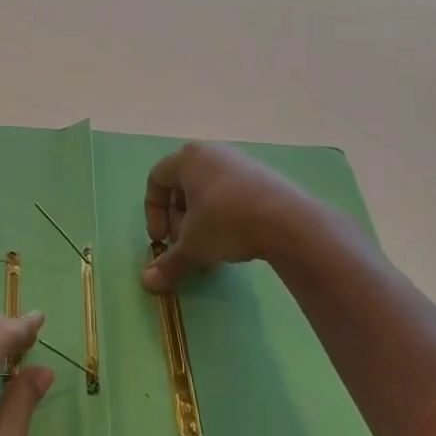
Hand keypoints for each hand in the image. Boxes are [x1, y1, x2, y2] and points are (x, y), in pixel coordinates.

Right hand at [142, 143, 321, 291]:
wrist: (287, 221)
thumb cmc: (226, 222)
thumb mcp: (193, 246)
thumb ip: (169, 263)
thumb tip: (148, 283)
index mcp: (187, 158)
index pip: (156, 179)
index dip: (153, 212)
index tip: (161, 240)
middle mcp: (212, 152)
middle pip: (182, 184)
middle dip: (178, 218)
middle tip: (185, 245)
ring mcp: (240, 161)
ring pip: (208, 190)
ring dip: (201, 219)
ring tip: (210, 247)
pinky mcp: (263, 175)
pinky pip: (232, 192)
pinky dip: (225, 214)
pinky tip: (235, 239)